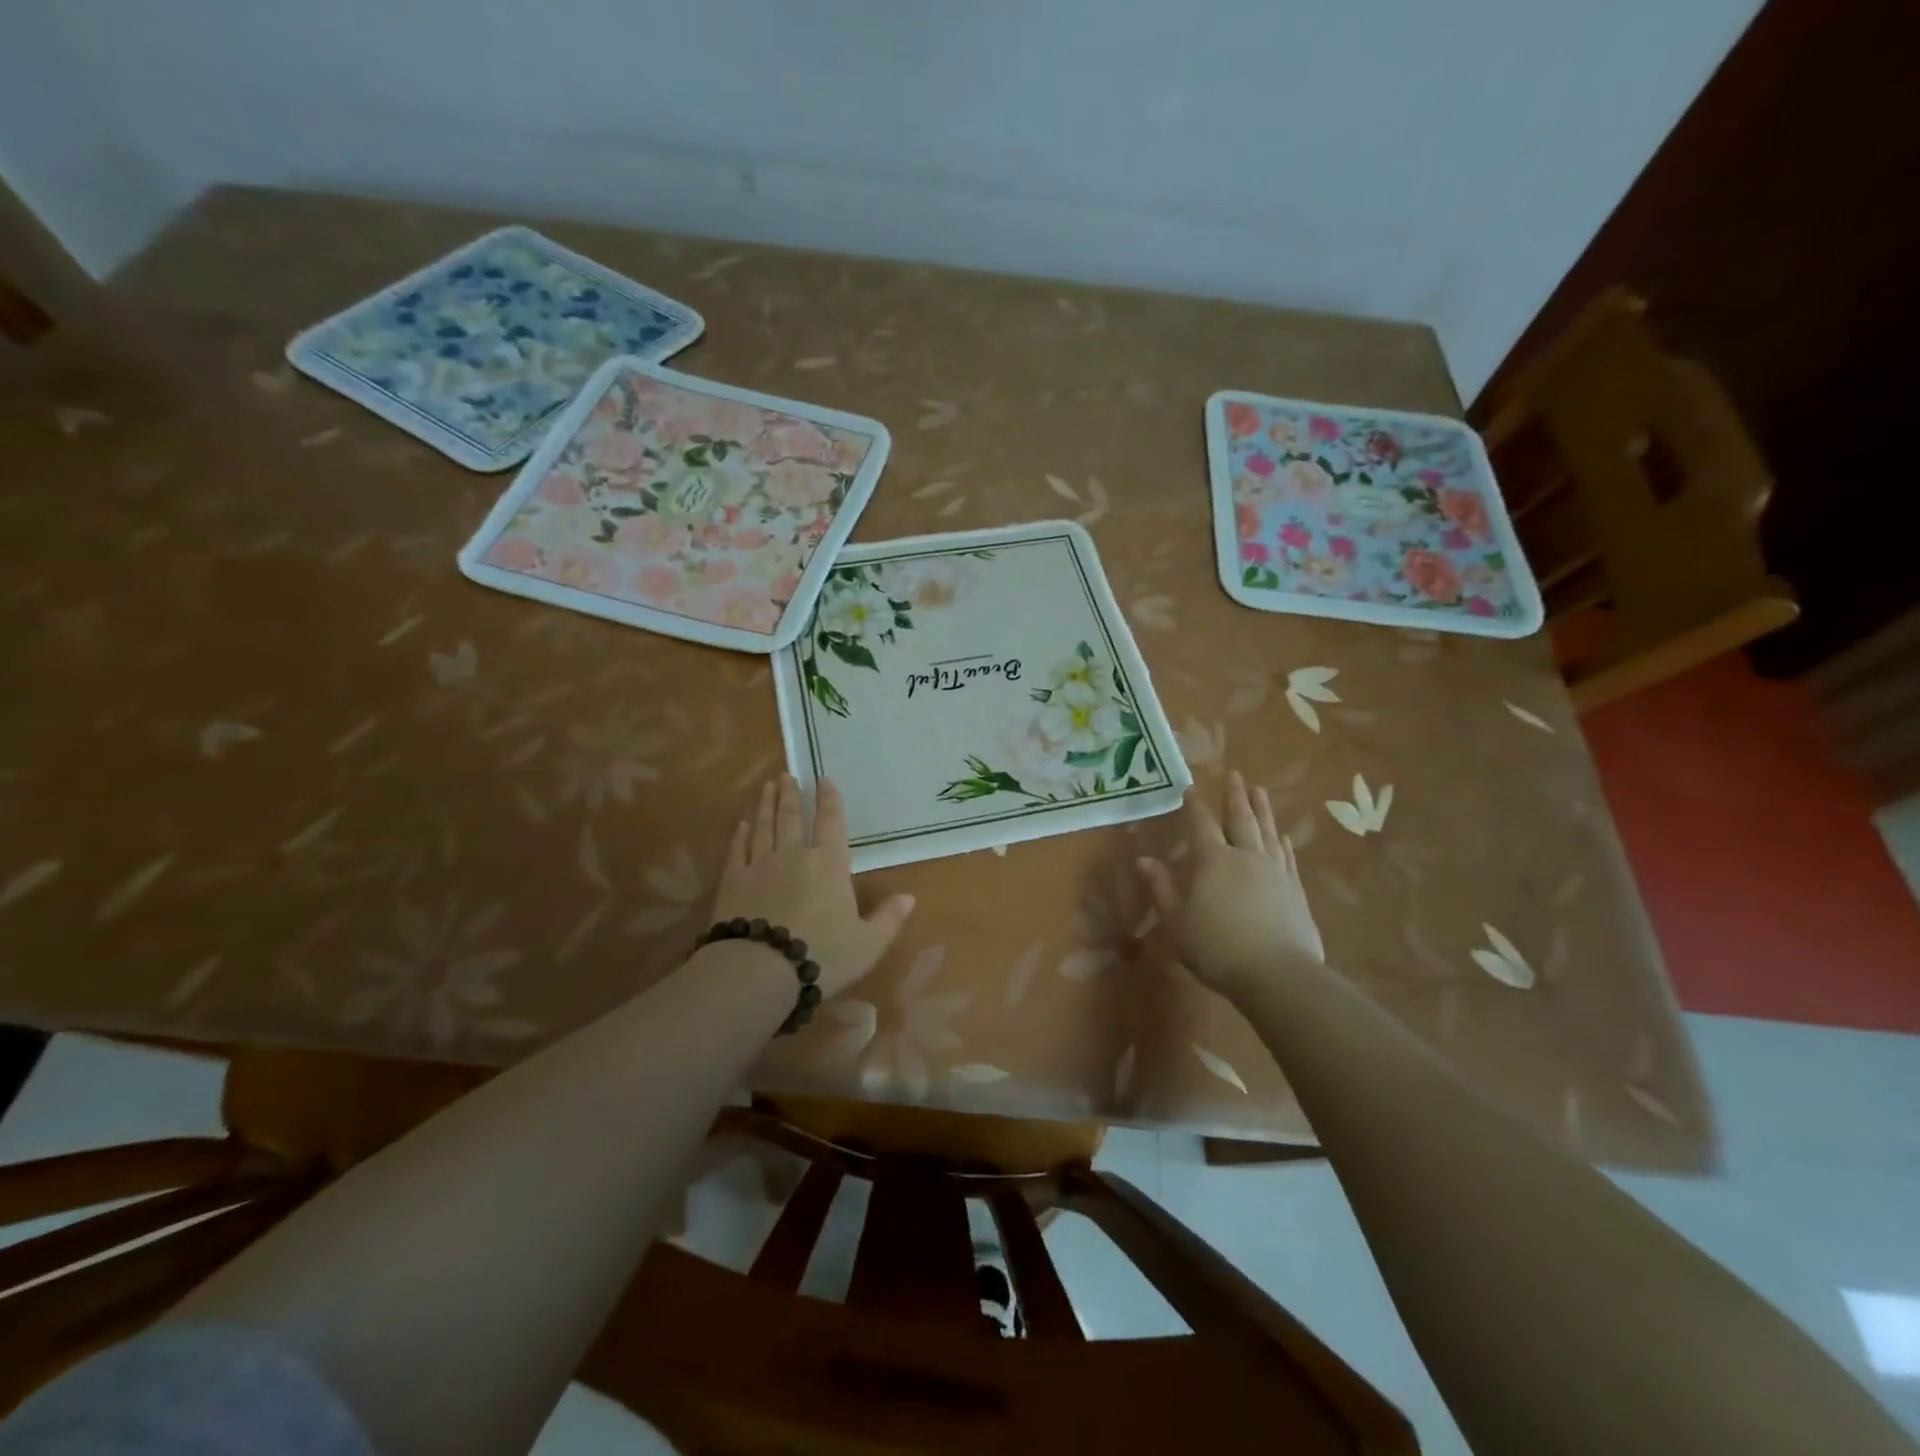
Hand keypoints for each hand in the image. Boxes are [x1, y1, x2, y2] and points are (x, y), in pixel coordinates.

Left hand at [708, 775, 914, 1000]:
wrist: (760, 970)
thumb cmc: (822, 955)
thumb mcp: (868, 943)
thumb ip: (888, 918)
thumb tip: (910, 898)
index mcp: (830, 865)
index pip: (832, 823)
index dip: (830, 800)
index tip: (824, 779)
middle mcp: (794, 855)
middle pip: (792, 817)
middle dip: (791, 794)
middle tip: (785, 775)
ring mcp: (760, 865)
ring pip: (764, 826)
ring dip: (765, 805)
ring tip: (766, 787)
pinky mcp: (732, 881)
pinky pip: (738, 850)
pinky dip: (741, 834)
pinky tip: (742, 825)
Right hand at [1135, 770, 1324, 1002]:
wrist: (1277, 974)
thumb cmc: (1216, 948)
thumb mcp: (1176, 921)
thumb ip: (1161, 887)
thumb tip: (1143, 859)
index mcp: (1212, 860)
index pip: (1201, 824)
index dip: (1195, 805)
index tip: (1192, 787)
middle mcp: (1245, 856)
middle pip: (1240, 819)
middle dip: (1235, 796)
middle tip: (1235, 774)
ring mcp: (1274, 871)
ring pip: (1267, 832)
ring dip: (1262, 810)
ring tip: (1260, 790)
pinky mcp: (1295, 890)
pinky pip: (1288, 858)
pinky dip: (1283, 843)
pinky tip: (1283, 837)